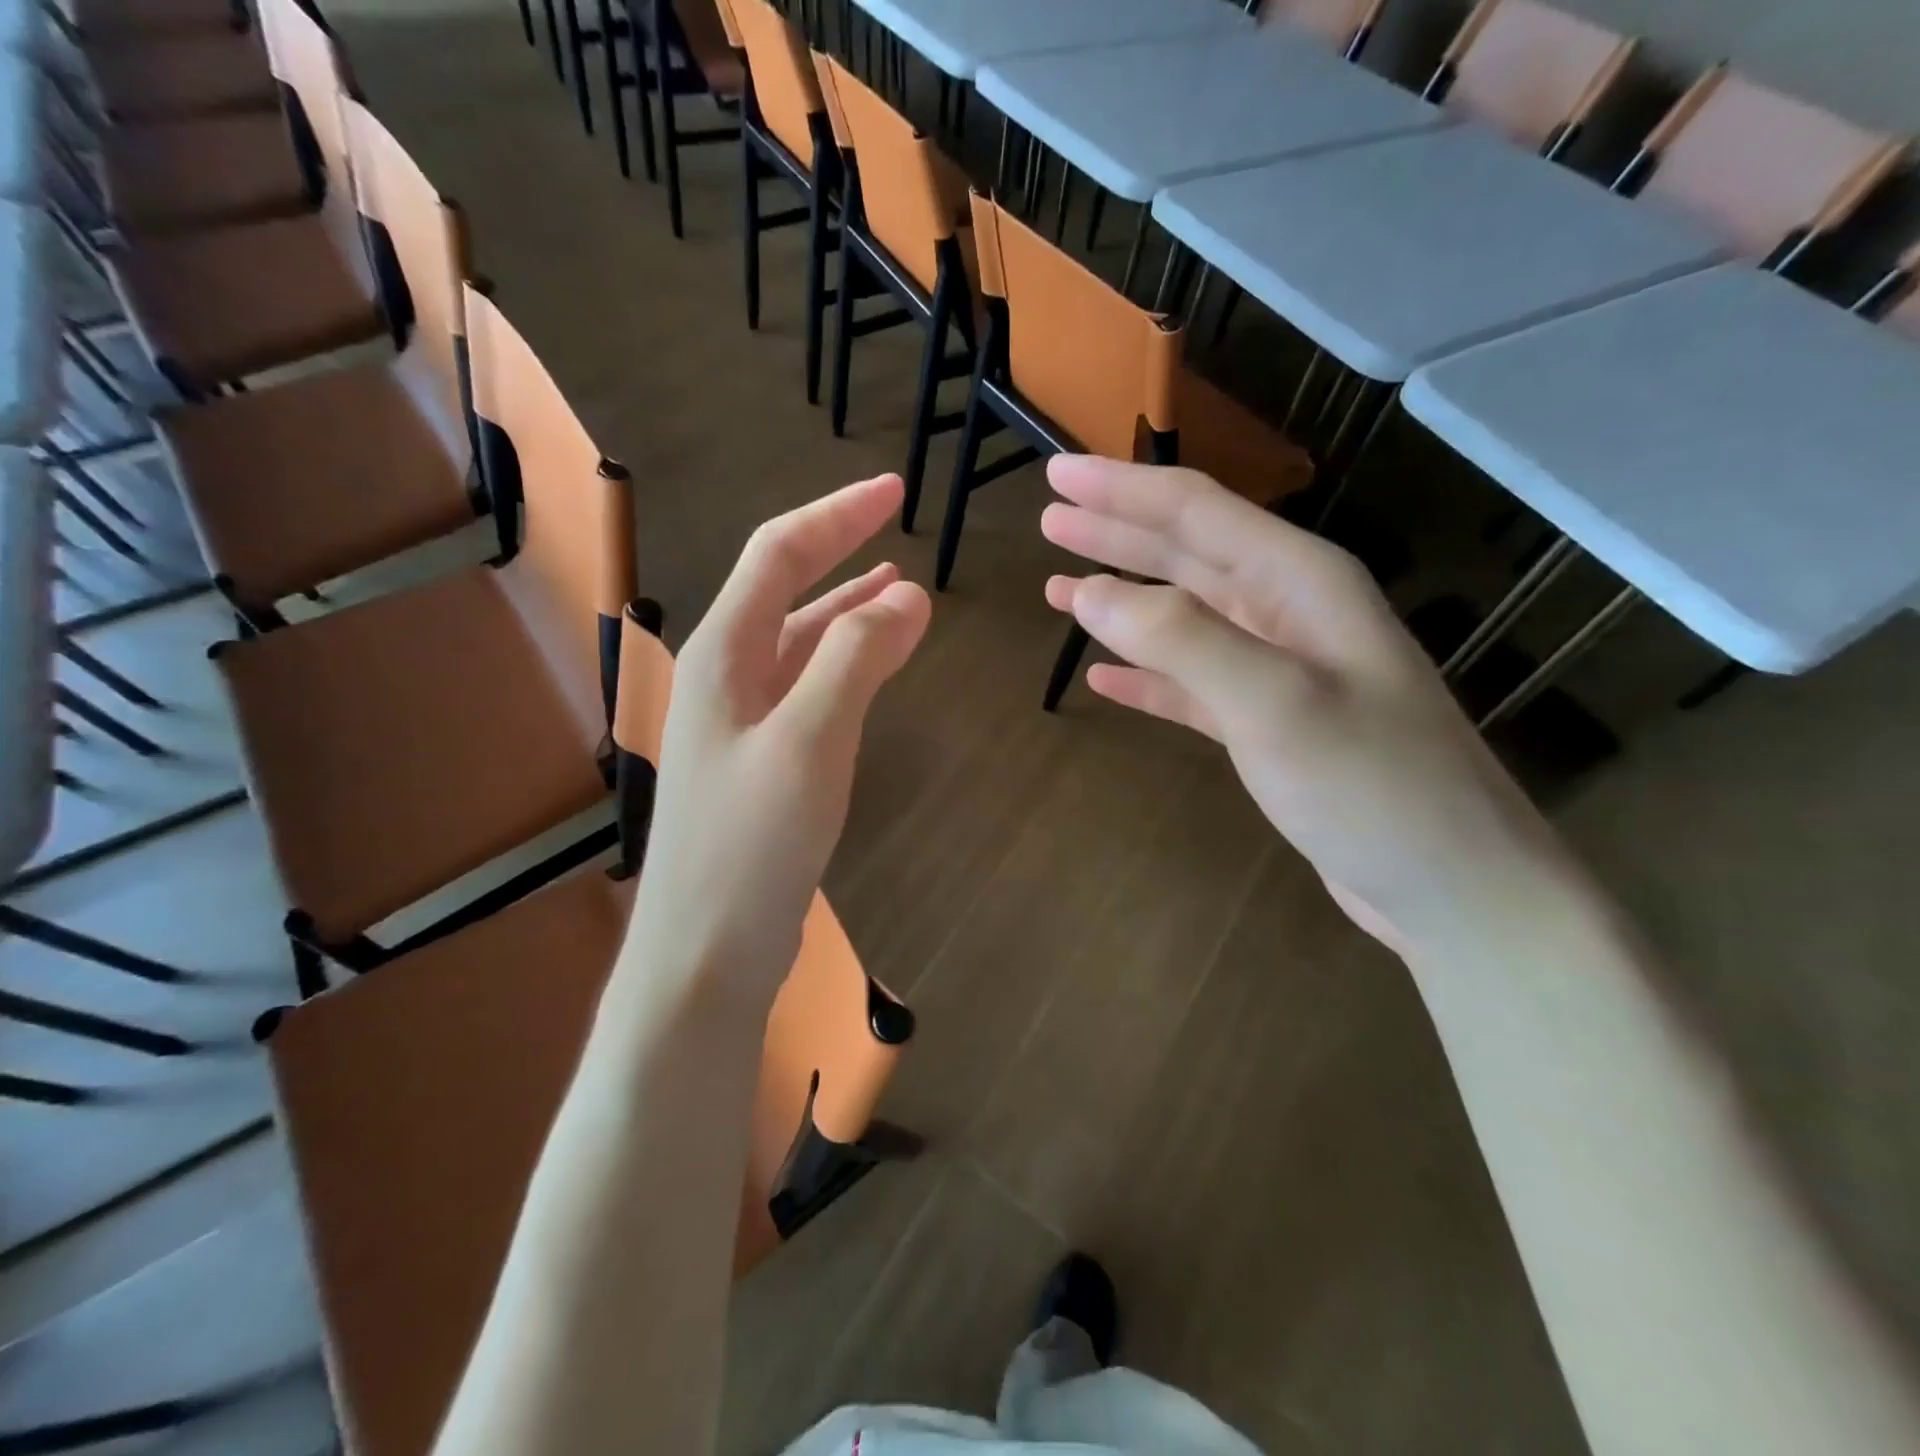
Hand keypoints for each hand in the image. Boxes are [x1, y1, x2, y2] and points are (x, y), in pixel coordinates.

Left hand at [630, 475, 929, 1004]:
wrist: (706, 950)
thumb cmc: (751, 843)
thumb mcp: (810, 740)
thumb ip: (856, 661)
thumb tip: (908, 597)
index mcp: (724, 655)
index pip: (780, 555)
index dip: (836, 516)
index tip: (894, 491)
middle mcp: (725, 677)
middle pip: (786, 590)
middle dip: (843, 553)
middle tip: (899, 528)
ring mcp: (741, 722)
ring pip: (800, 642)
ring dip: (849, 610)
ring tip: (900, 590)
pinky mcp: (762, 763)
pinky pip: (808, 689)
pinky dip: (846, 665)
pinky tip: (873, 667)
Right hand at [1040, 456, 1575, 956]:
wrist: (1452, 886)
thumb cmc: (1372, 787)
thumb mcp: (1275, 703)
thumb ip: (1181, 639)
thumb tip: (1090, 592)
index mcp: (1300, 581)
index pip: (1195, 512)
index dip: (1121, 488)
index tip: (1057, 474)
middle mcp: (1289, 611)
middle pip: (1187, 553)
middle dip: (1116, 531)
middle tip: (1050, 517)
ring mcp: (1279, 670)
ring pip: (1183, 617)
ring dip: (1123, 598)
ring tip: (1059, 586)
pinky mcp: (1268, 724)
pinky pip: (1190, 682)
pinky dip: (1146, 673)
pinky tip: (1103, 676)